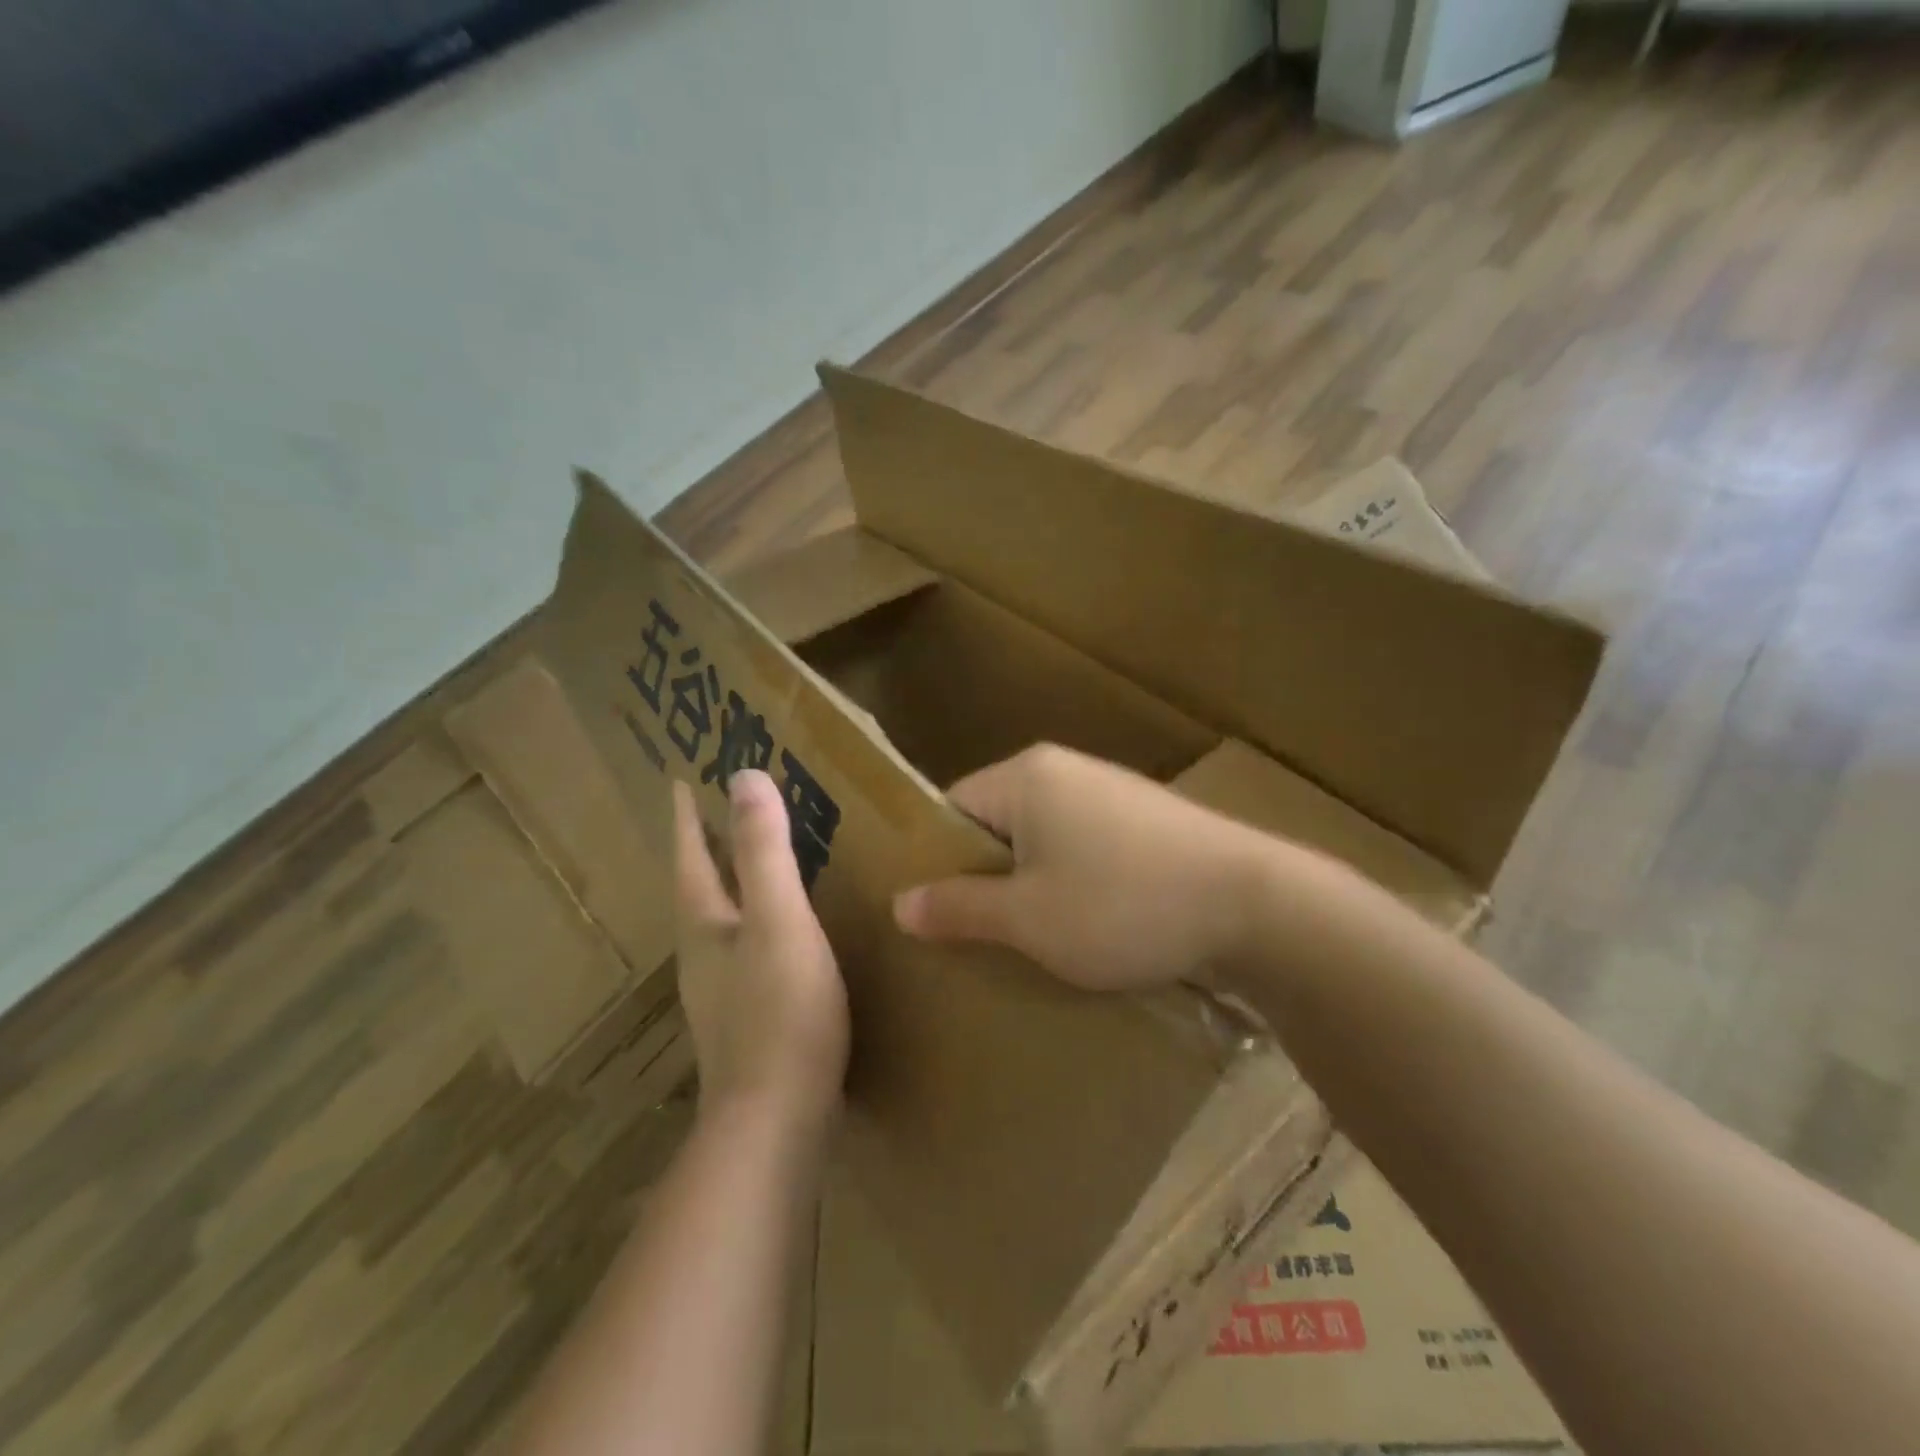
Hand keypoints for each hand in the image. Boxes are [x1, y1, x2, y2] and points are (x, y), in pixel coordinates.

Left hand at [673, 772, 848, 1132]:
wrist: (777, 1124)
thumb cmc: (780, 1012)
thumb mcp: (779, 920)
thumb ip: (763, 852)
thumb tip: (744, 777)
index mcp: (705, 927)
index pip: (690, 858)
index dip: (687, 819)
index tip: (679, 782)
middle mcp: (703, 958)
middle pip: (697, 890)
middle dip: (703, 850)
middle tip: (718, 813)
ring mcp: (722, 996)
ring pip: (720, 924)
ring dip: (729, 888)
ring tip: (751, 865)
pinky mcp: (747, 1024)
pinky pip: (746, 953)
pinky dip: (755, 925)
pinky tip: (781, 937)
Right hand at [893, 745, 1270, 991]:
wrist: (1255, 904)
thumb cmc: (1122, 906)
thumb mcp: (1028, 918)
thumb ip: (959, 907)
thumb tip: (899, 903)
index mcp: (1026, 777)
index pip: (952, 807)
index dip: (937, 859)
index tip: (939, 912)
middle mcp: (1065, 769)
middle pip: (998, 821)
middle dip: (987, 876)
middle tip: (981, 935)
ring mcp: (1112, 790)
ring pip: (1044, 837)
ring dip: (1033, 883)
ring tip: (1036, 938)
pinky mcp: (1147, 818)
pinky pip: (1086, 845)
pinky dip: (1076, 880)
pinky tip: (1092, 924)